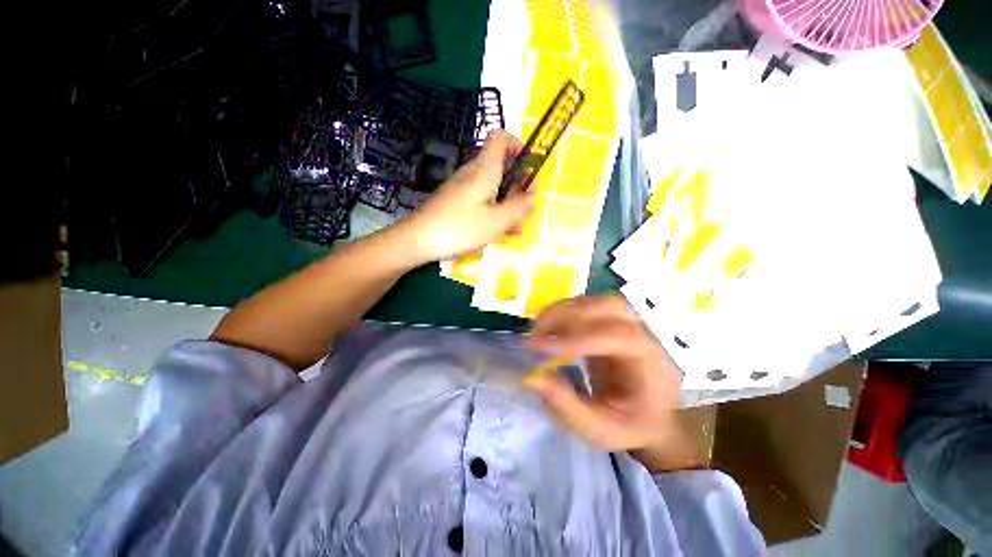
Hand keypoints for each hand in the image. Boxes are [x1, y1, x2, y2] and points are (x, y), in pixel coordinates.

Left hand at [400, 130, 533, 262]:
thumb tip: (533, 196)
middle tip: (527, 205)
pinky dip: (495, 210)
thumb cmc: (460, 228)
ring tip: (518, 224)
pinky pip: (482, 200)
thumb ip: (518, 207)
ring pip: (493, 186)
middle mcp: (474, 173)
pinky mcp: (458, 202)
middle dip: (519, 182)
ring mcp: (464, 188)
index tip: (530, 167)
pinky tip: (501, 231)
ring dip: (509, 201)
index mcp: (484, 170)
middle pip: (501, 165)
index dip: (518, 145)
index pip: (501, 138)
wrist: (418, 240)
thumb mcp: (496, 221)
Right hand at [524, 296, 699, 469]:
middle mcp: (644, 335)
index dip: (577, 339)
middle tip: (536, 335)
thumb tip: (530, 376)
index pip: (618, 337)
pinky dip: (562, 311)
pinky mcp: (610, 321)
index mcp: (652, 364)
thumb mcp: (600, 429)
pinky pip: (586, 306)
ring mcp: (627, 324)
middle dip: (568, 315)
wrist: (649, 418)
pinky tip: (547, 327)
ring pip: (595, 301)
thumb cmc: (630, 427)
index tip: (539, 349)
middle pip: (610, 306)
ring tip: (537, 329)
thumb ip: (566, 405)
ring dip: (562, 310)